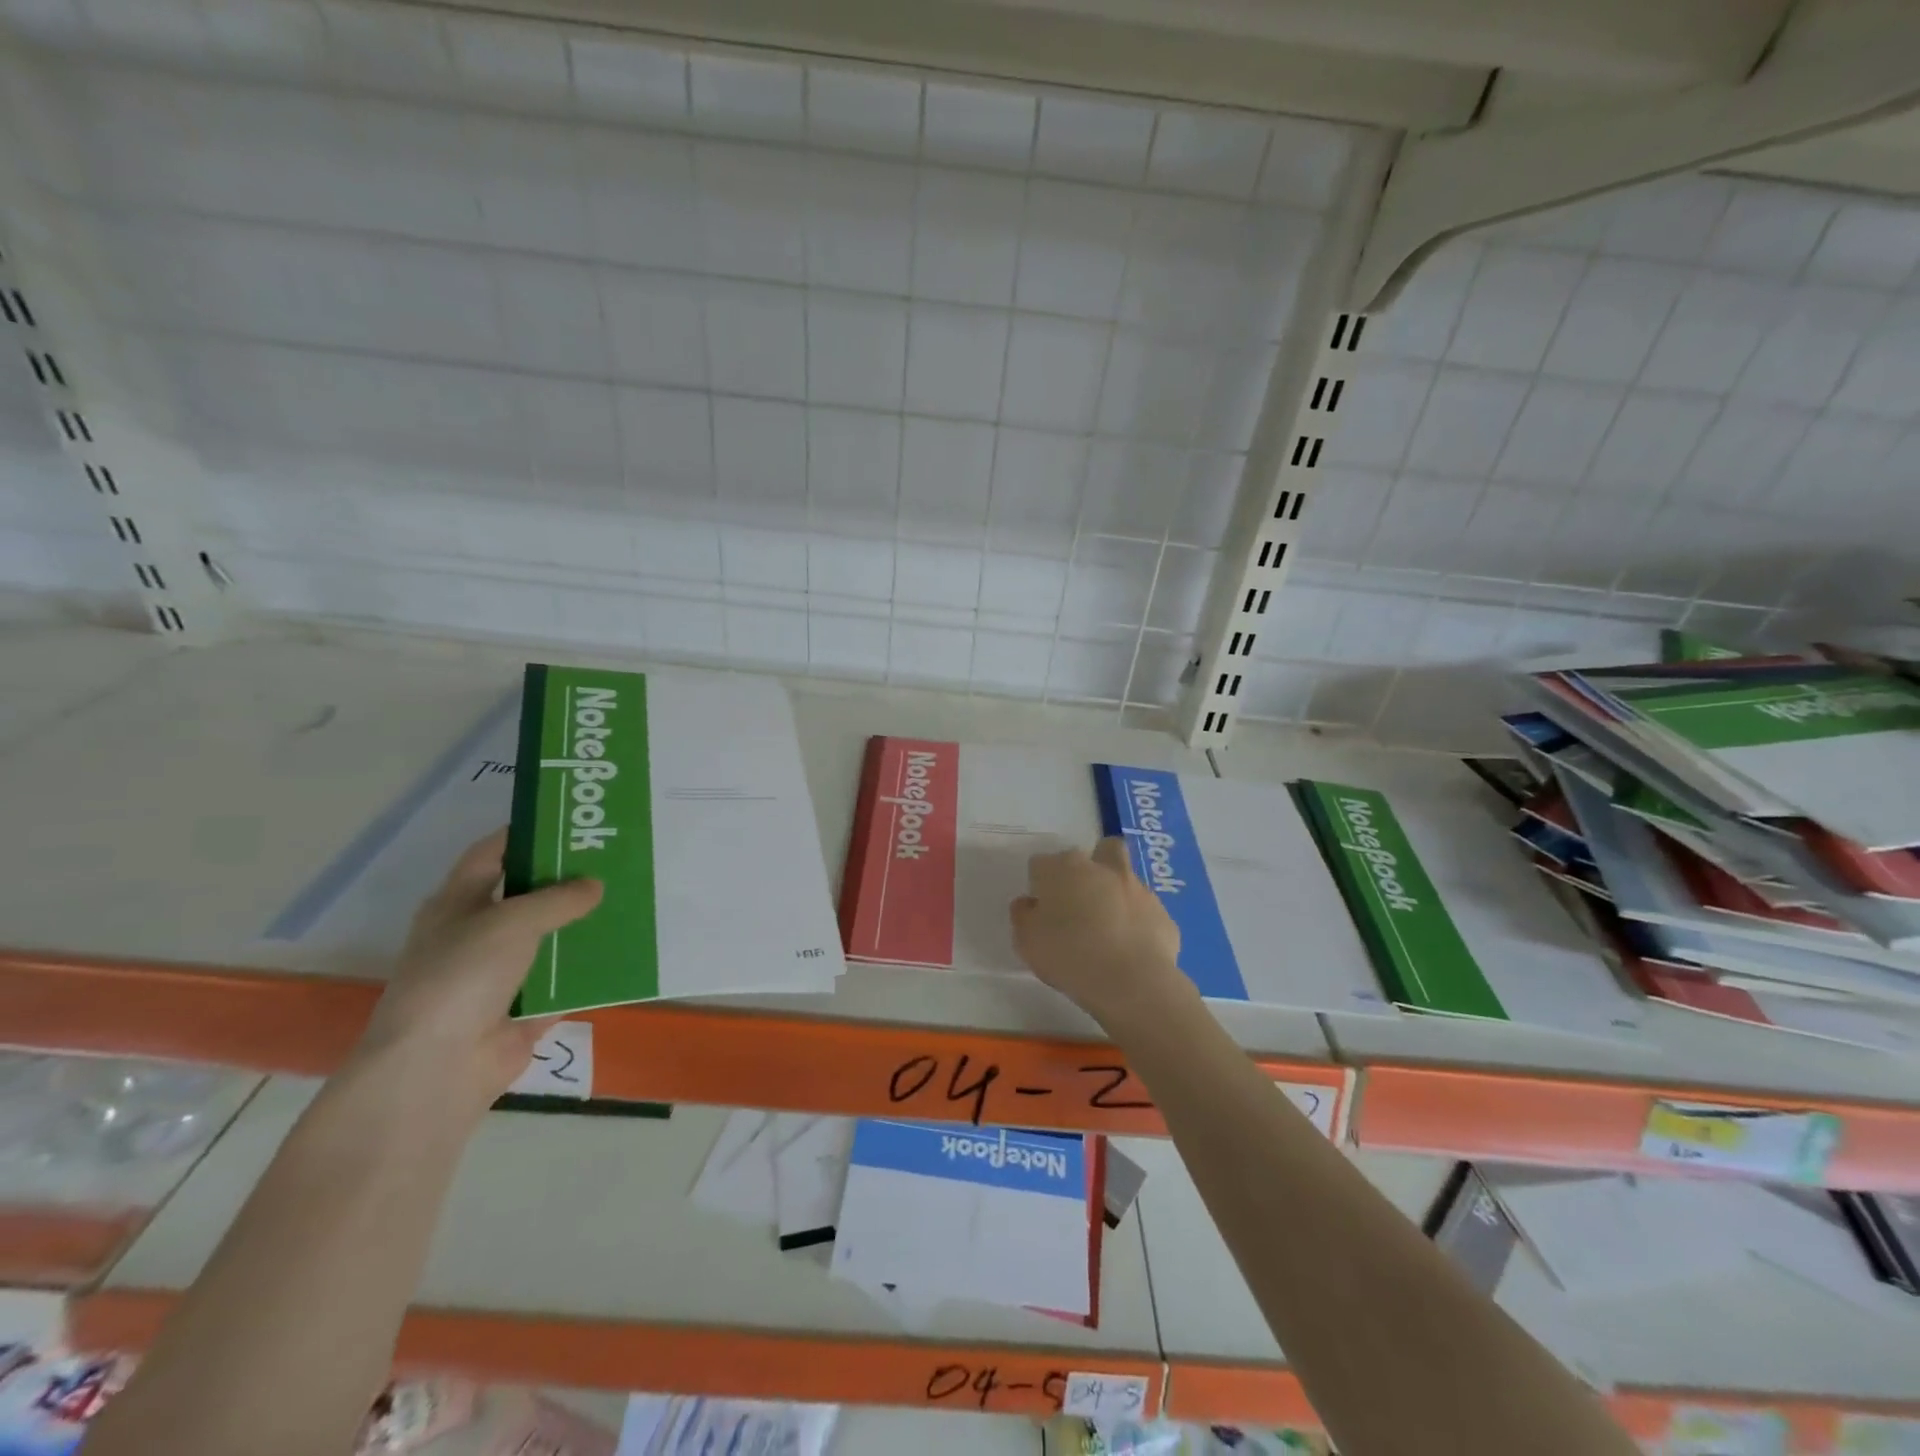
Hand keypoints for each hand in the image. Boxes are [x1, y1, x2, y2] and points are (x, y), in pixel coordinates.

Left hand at [352, 828, 603, 1110]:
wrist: (438, 1066)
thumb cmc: (462, 976)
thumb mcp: (512, 921)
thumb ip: (559, 899)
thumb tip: (596, 885)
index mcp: (458, 904)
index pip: (492, 854)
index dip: (526, 834)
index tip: (571, 821)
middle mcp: (478, 933)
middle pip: (529, 895)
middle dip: (568, 879)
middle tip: (615, 858)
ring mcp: (502, 973)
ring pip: (551, 937)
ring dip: (585, 923)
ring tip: (632, 897)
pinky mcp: (526, 1007)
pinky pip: (567, 980)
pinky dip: (592, 968)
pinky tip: (629, 948)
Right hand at [1010, 837, 1183, 1026]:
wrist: (1131, 982)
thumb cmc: (1069, 956)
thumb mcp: (1027, 942)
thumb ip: (1024, 916)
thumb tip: (1029, 904)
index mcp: (1064, 869)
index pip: (1043, 863)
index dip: (1040, 884)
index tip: (1040, 909)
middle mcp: (1103, 869)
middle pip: (1100, 850)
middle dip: (1092, 865)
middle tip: (1082, 899)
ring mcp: (1138, 889)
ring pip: (1126, 878)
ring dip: (1117, 894)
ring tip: (1108, 929)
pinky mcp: (1162, 914)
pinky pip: (1145, 912)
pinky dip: (1138, 923)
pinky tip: (1131, 949)